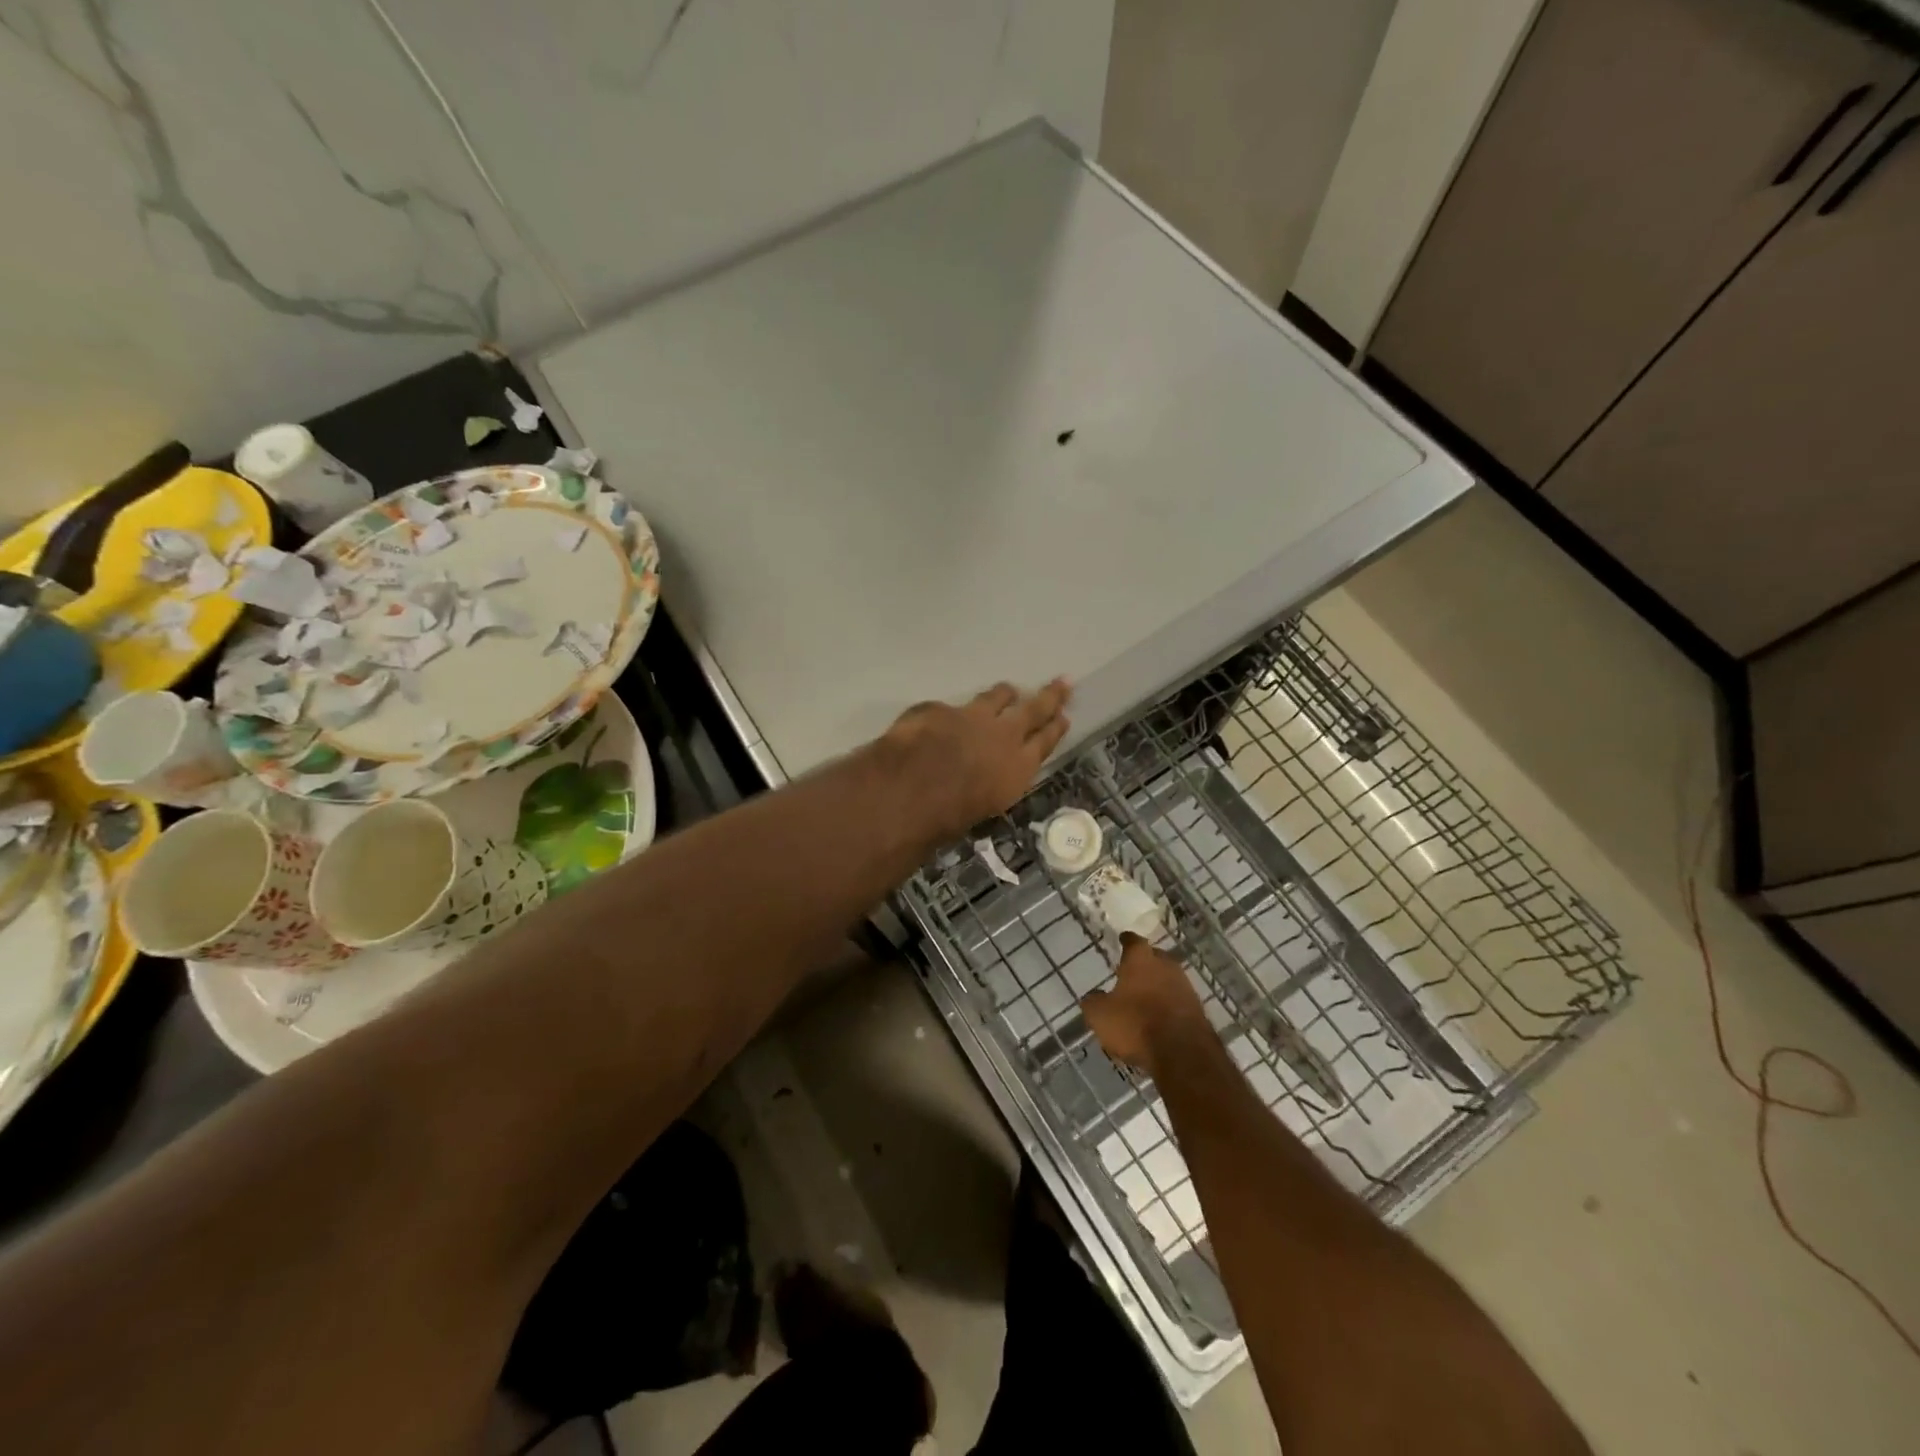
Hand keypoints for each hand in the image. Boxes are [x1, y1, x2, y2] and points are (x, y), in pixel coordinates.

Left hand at [880, 678, 1071, 840]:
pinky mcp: (939, 709)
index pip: (1044, 742)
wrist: (911, 791)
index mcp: (1017, 767)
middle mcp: (1002, 735)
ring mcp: (971, 717)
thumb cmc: (949, 817)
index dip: (1055, 729)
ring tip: (1009, 691)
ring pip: (995, 697)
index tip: (1063, 717)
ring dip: (1004, 694)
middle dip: (1049, 696)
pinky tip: (942, 718)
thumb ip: (993, 785)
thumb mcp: (985, 808)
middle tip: (1062, 683)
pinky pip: (949, 708)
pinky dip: (950, 714)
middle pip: (1032, 710)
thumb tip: (986, 778)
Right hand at [1082, 933, 1215, 1079]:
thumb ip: (1093, 1001)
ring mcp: (1186, 987)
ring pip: (1169, 979)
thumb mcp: (1099, 1015)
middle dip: (1145, 963)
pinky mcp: (1198, 1010)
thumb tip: (1094, 996)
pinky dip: (1169, 1005)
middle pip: (1155, 957)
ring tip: (1146, 998)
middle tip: (1133, 971)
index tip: (1122, 940)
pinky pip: (1179, 1001)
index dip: (1126, 941)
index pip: (1133, 941)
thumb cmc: (1135, 1024)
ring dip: (1159, 986)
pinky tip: (1160, 1017)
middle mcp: (1166, 966)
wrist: (1183, 1054)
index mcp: (1141, 960)